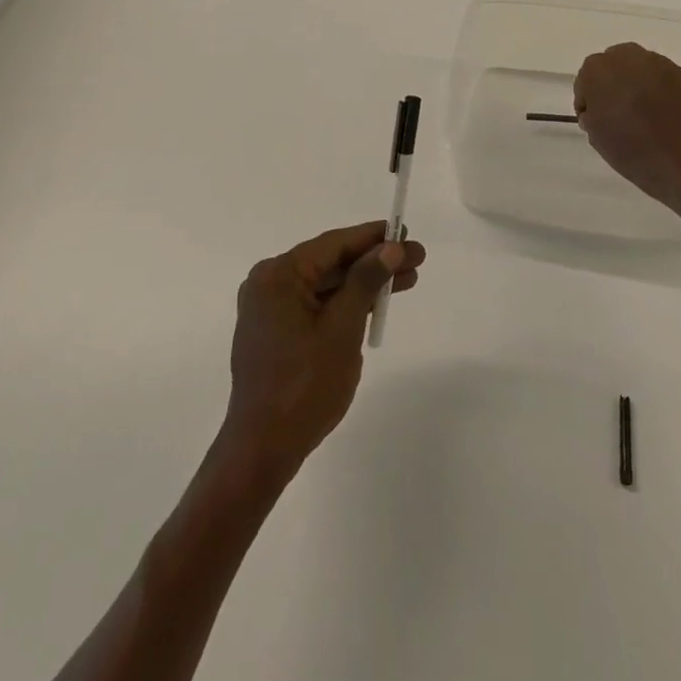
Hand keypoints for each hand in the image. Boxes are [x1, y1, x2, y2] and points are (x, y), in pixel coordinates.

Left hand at [221, 222, 425, 475]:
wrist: (264, 448)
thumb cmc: (304, 386)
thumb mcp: (342, 329)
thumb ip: (365, 281)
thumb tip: (391, 248)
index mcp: (278, 276)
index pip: (333, 245)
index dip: (373, 238)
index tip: (406, 232)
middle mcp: (269, 283)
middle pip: (331, 262)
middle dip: (374, 262)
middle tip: (416, 259)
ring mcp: (270, 308)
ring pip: (326, 284)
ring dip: (364, 283)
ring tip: (407, 280)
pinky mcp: (276, 330)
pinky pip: (316, 304)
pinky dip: (345, 303)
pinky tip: (376, 303)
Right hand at [574, 43, 680, 205]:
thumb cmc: (632, 151)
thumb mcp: (595, 136)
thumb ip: (591, 113)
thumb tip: (600, 109)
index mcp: (599, 71)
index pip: (586, 78)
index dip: (588, 98)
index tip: (593, 118)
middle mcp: (629, 58)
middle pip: (613, 63)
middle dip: (612, 82)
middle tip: (616, 109)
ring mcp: (660, 64)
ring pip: (640, 66)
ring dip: (636, 82)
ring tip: (642, 111)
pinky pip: (663, 77)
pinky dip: (659, 89)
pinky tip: (663, 112)